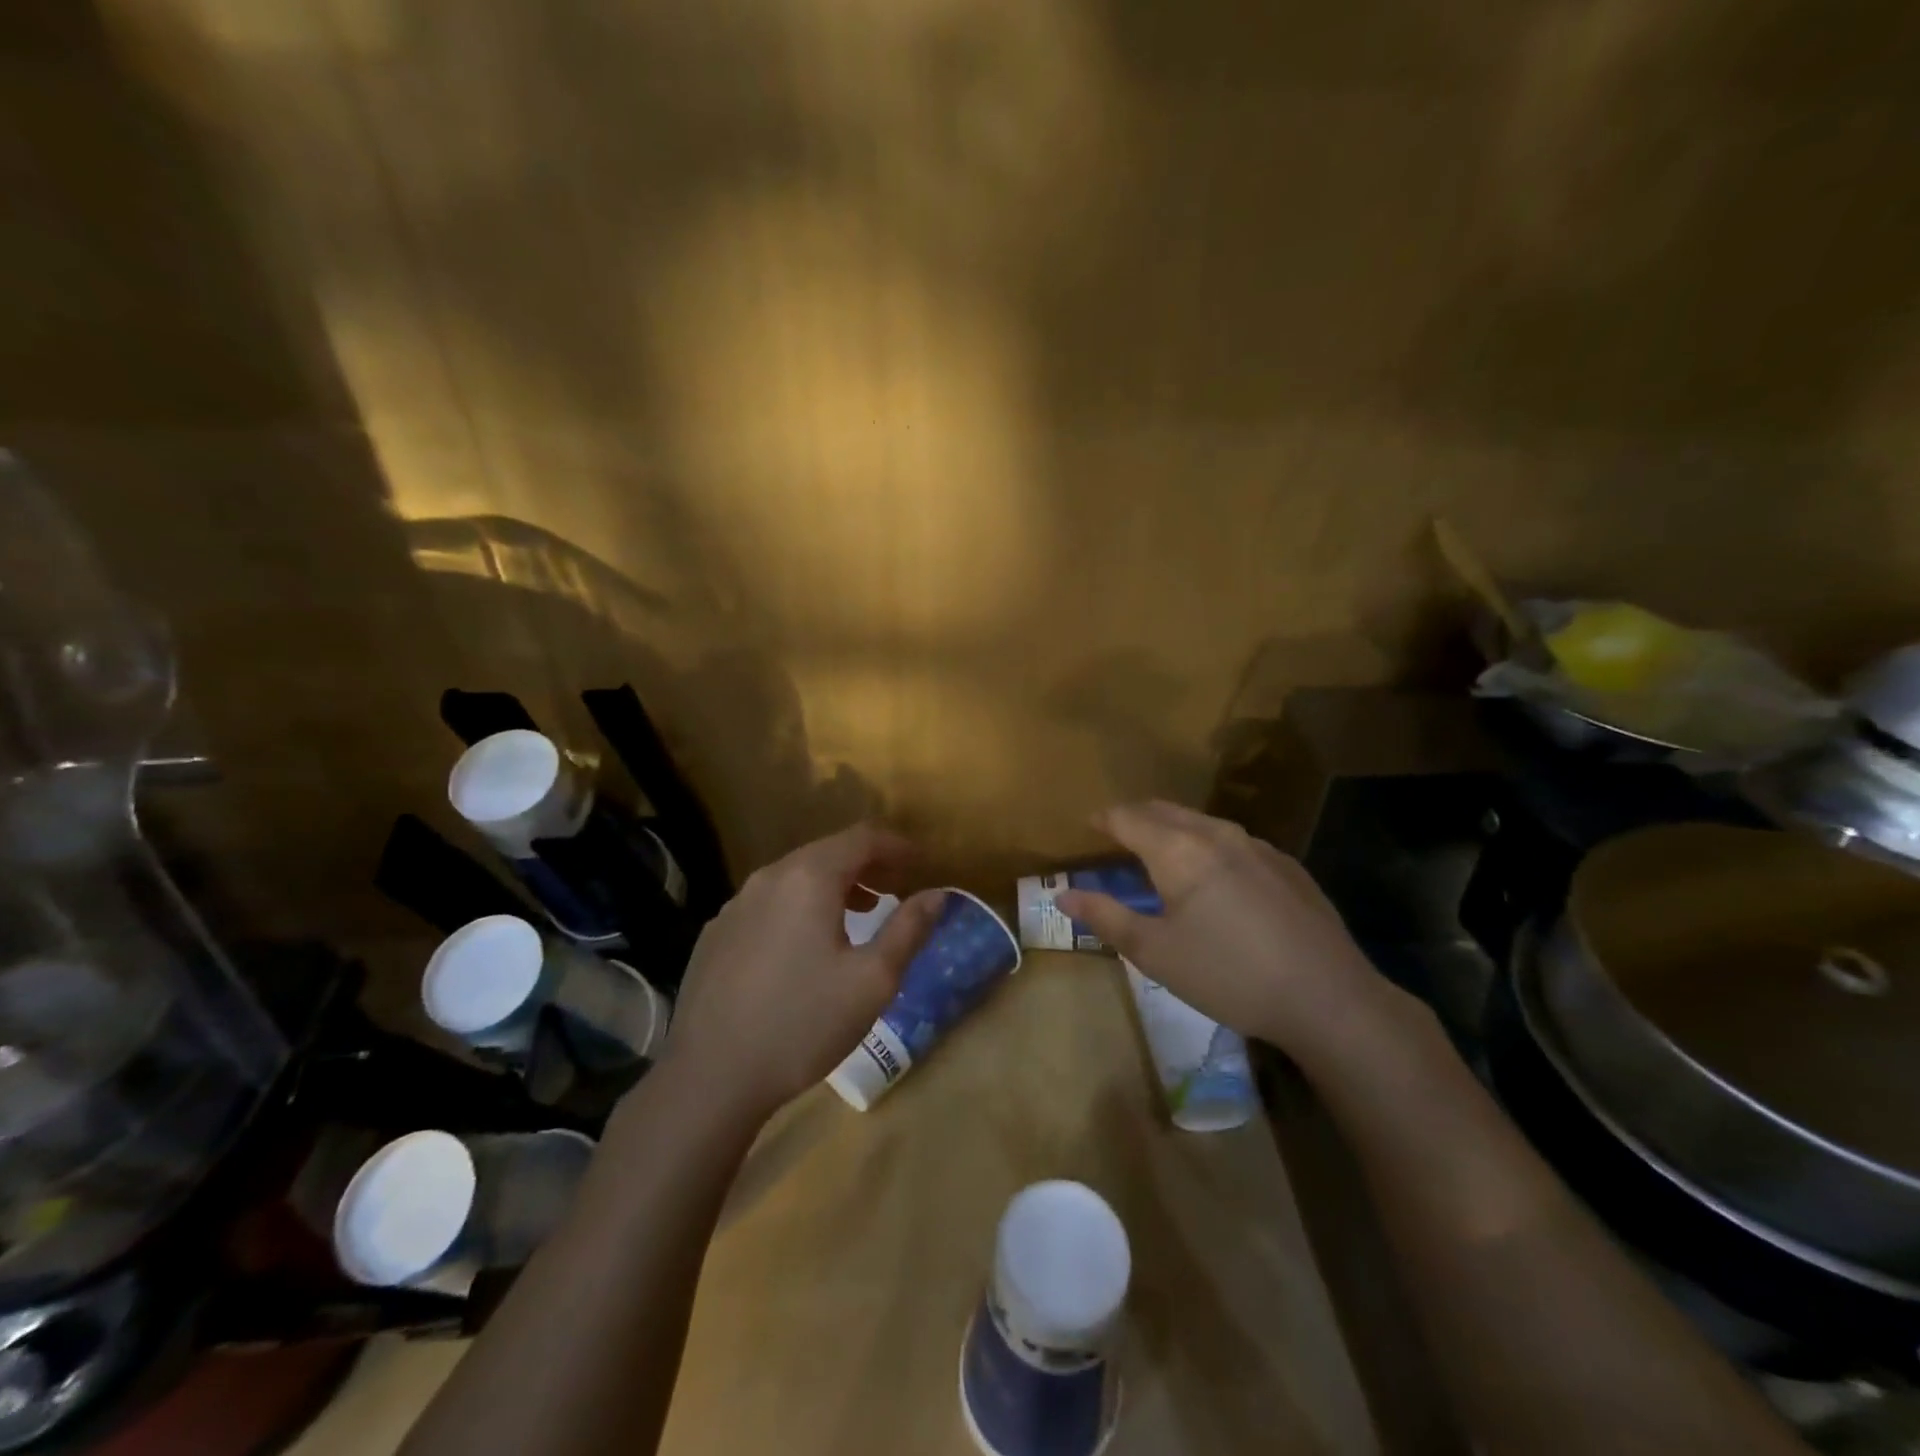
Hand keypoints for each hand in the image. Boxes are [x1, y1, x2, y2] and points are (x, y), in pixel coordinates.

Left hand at [658, 824, 943, 1122]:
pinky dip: (801, 907)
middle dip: (869, 864)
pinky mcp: (716, 934)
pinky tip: (806, 945)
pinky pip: (769, 903)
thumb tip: (938, 893)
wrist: (710, 1077)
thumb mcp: (872, 980)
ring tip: (862, 912)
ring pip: (796, 877)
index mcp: (809, 878)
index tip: (924, 864)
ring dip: (835, 885)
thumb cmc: (803, 1024)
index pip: (862, 838)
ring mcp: (736, 905)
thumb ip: (909, 929)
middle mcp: (769, 877)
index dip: (899, 846)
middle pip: (828, 852)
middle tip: (899, 887)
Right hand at [1056, 801, 1387, 1049]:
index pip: (1128, 818)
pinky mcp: (1287, 866)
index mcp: (1179, 850)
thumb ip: (1105, 917)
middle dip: (1136, 817)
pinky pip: (1234, 841)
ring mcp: (1258, 846)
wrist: (1327, 997)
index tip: (1087, 823)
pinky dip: (1208, 845)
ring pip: (1202, 823)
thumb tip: (1062, 894)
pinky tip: (1216, 875)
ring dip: (1173, 828)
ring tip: (1160, 850)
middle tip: (1116, 833)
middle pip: (1165, 811)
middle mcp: (1217, 834)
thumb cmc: (1228, 974)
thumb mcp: (1155, 953)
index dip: (1103, 818)